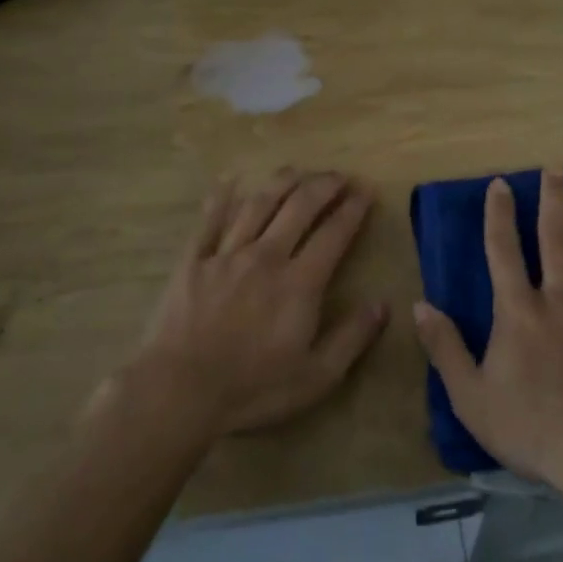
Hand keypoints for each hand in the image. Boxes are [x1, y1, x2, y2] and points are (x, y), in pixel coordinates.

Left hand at [127, 170, 388, 439]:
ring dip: (282, 182)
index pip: (334, 233)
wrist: (179, 391)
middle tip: (338, 175)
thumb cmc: (252, 388)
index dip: (353, 208)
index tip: (366, 190)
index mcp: (299, 282)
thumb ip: (352, 338)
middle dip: (323, 185)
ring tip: (297, 170)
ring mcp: (227, 254)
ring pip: (259, 203)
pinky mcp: (194, 260)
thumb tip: (383, 304)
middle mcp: (267, 255)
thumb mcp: (315, 377)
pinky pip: (210, 219)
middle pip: (299, 206)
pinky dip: (221, 197)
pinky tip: (231, 180)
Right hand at [412, 170, 562, 498]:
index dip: (499, 214)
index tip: (500, 183)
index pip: (503, 250)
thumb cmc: (532, 429)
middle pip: (557, 239)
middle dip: (555, 201)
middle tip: (557, 169)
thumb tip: (419, 304)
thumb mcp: (471, 397)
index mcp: (519, 310)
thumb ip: (445, 348)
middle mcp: (561, 299)